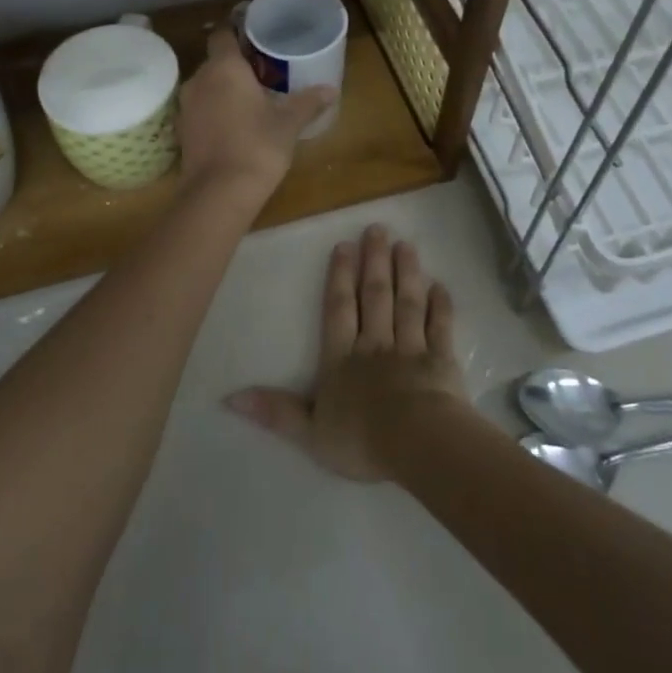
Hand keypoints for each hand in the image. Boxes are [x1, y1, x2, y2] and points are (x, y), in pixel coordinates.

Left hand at [178, 26, 335, 205]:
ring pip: (207, 86)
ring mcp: (187, 106)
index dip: (238, 32)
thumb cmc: (257, 146)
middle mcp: (199, 80)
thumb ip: (308, 102)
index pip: (224, 34)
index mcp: (224, 68)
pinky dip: (216, 111)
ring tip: (252, 99)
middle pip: (216, 61)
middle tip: (265, 72)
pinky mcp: (183, 131)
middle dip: (237, 65)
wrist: (219, 193)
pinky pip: (201, 109)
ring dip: (225, 89)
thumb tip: (331, 89)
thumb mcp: (288, 123)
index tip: (257, 37)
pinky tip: (236, 124)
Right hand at [226, 224, 471, 481]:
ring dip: (407, 273)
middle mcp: (375, 344)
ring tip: (406, 245)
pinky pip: (440, 326)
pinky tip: (441, 286)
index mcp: (342, 358)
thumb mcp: (309, 431)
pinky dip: (441, 306)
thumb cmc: (361, 439)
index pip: (338, 309)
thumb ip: (275, 411)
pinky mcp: (442, 359)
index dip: (340, 277)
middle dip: (374, 261)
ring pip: (407, 302)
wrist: (416, 443)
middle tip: (378, 229)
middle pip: (374, 296)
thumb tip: (229, 397)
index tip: (345, 246)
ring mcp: (411, 348)